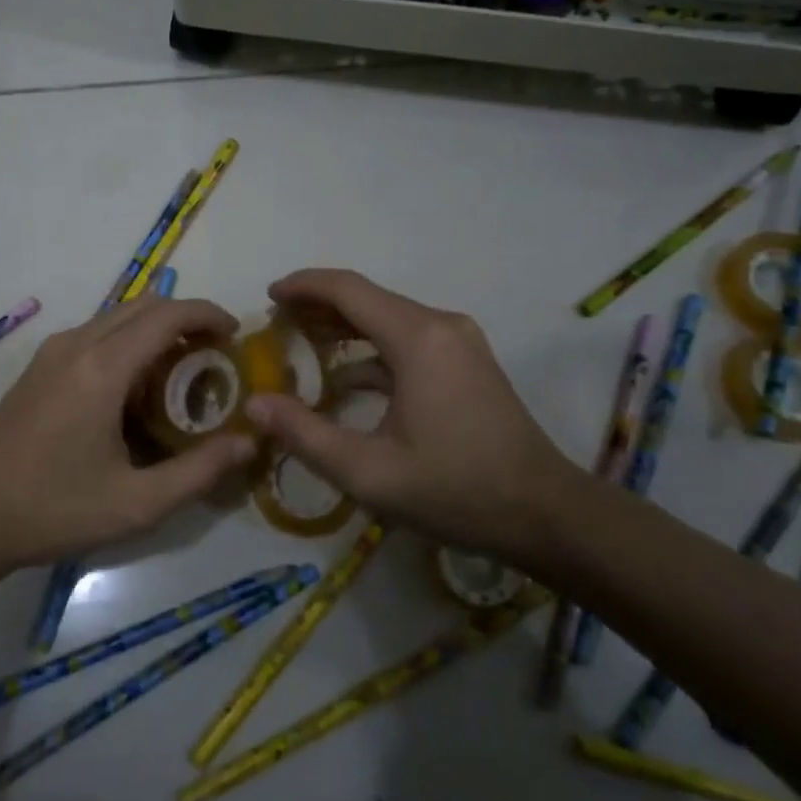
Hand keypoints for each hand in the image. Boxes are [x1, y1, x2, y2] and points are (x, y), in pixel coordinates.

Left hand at [0, 296, 260, 573]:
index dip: (208, 315)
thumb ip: (199, 470)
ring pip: (118, 316)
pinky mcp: (39, 366)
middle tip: (216, 357)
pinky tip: (135, 389)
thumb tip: (250, 441)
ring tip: (181, 374)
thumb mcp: (136, 503)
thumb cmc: (53, 509)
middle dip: (186, 319)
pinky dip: (128, 341)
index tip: (237, 335)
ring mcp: (52, 352)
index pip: (168, 315)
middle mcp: (77, 344)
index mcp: (102, 368)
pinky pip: (96, 333)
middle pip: (144, 305)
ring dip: (155, 329)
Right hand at [245, 269, 574, 561]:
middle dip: (318, 305)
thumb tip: (254, 405)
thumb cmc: (456, 491)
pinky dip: (372, 348)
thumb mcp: (369, 473)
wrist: (546, 515)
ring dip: (344, 325)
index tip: (268, 296)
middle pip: (367, 297)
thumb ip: (305, 435)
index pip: (347, 289)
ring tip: (301, 342)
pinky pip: (408, 339)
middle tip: (276, 324)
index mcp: (417, 338)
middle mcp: (440, 324)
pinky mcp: (467, 361)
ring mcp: (459, 341)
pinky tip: (346, 376)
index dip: (303, 286)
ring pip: (388, 317)